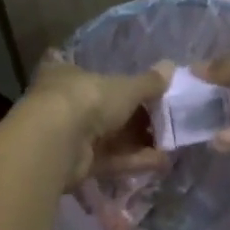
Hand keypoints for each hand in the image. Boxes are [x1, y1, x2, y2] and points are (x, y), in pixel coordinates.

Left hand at [19, 56, 169, 186]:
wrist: (58, 141)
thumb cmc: (88, 99)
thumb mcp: (125, 87)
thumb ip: (148, 82)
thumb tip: (171, 66)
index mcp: (68, 75)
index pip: (90, 74)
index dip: (116, 82)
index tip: (141, 90)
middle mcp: (65, 103)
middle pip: (104, 110)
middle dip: (135, 118)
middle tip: (164, 121)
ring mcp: (70, 135)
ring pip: (110, 138)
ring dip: (139, 142)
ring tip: (170, 145)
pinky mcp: (77, 163)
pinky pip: (110, 159)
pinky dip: (134, 161)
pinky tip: (161, 163)